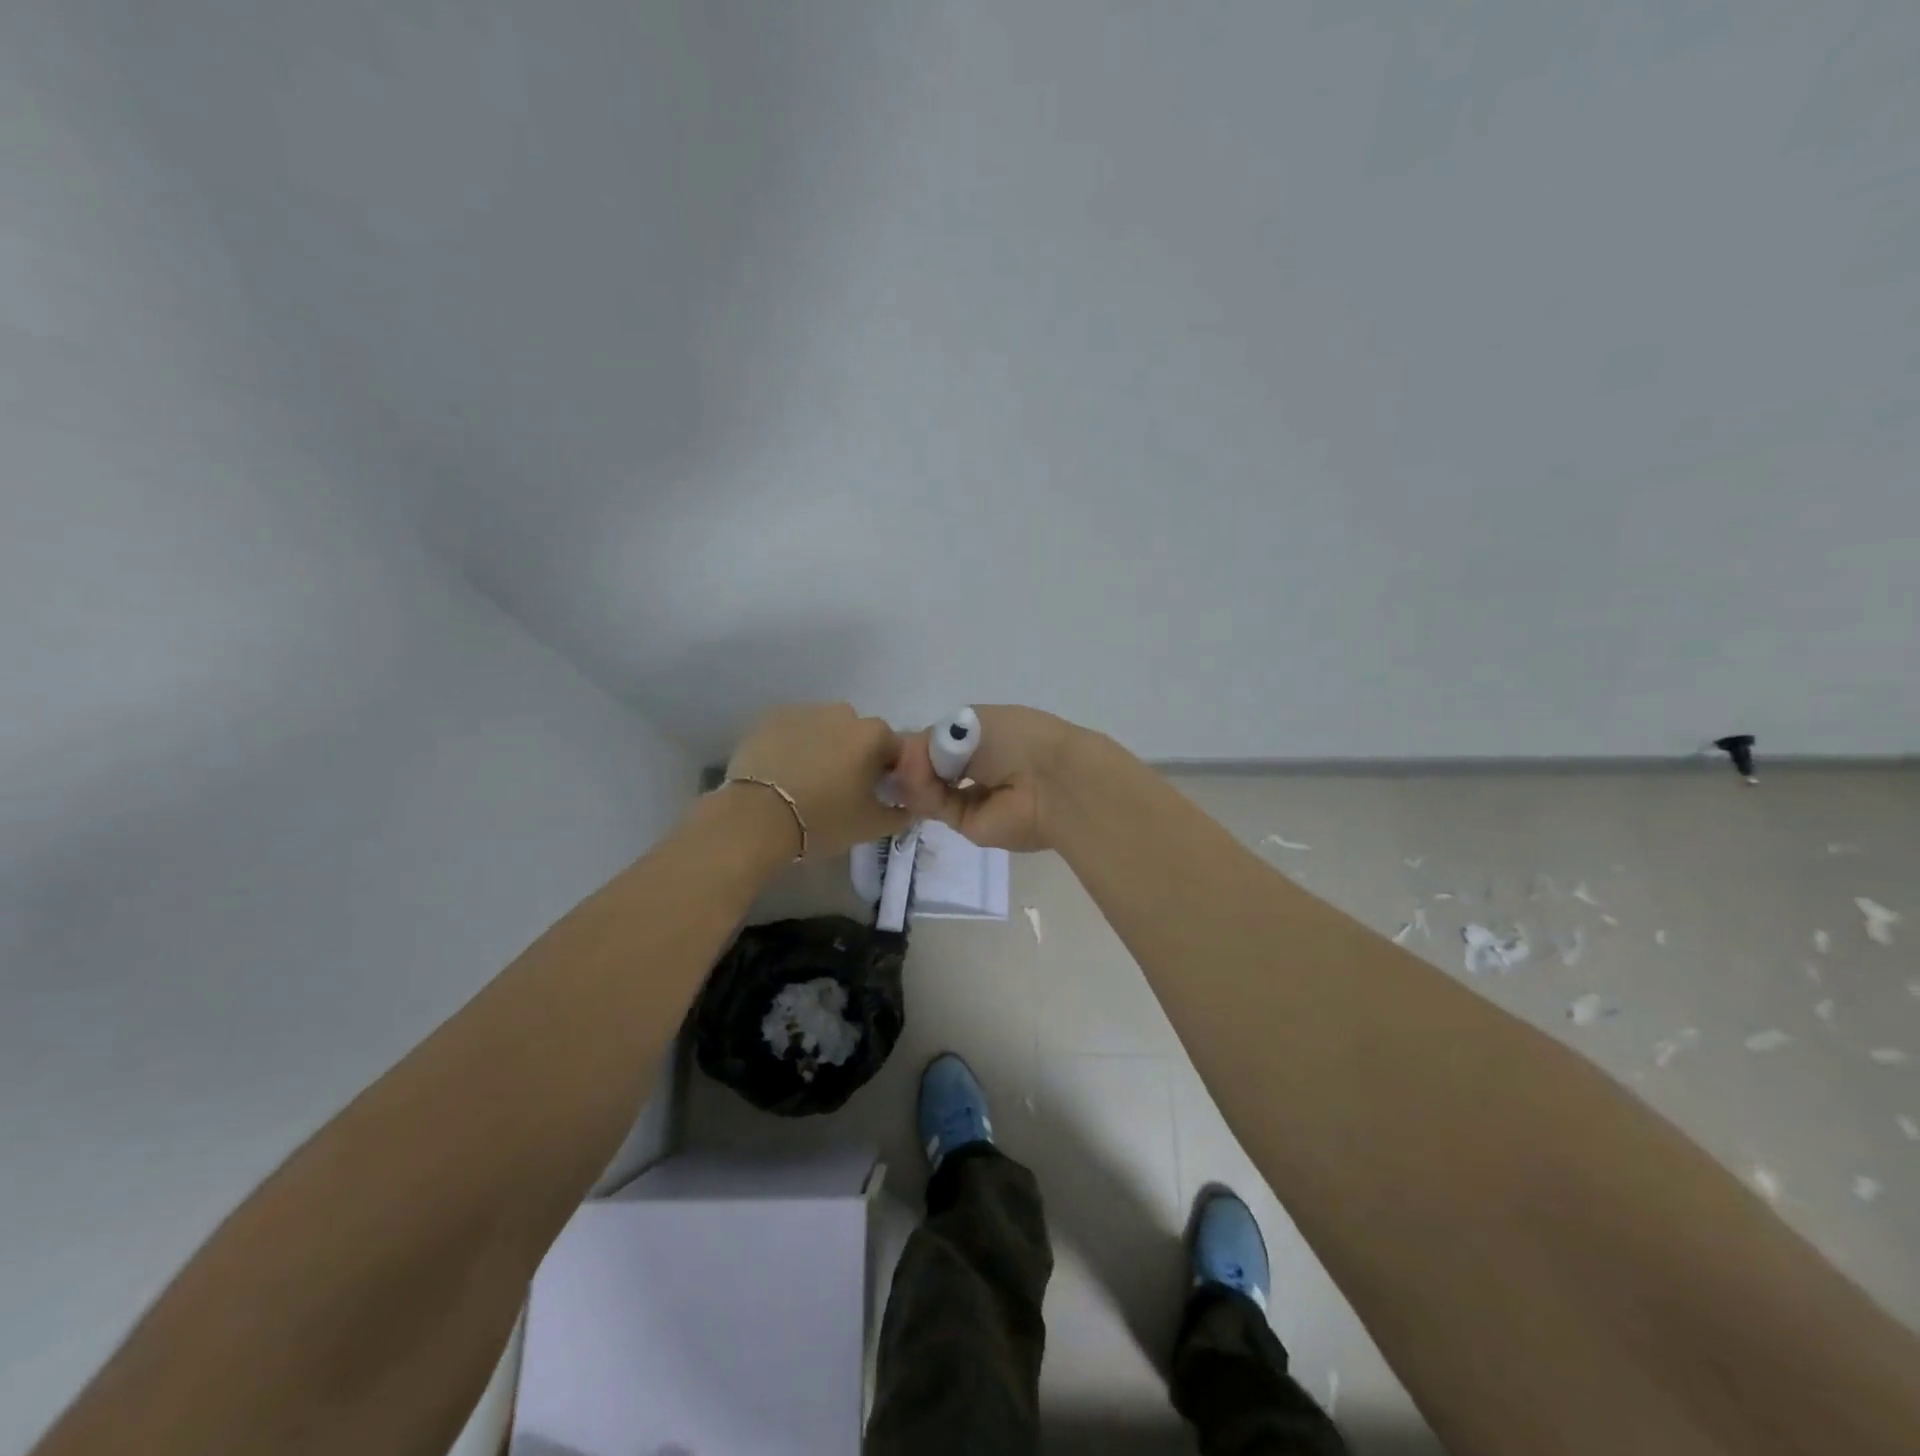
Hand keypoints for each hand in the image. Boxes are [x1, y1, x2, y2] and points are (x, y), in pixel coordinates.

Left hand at [725, 704, 910, 858]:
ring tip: (808, 782)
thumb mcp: (872, 826)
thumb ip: (900, 813)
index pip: (896, 751)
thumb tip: (910, 807)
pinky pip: (794, 731)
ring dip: (824, 749)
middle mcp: (843, 713)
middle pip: (859, 736)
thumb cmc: (823, 819)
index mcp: (874, 734)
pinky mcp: (770, 718)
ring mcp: (804, 711)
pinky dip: (794, 746)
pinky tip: (784, 773)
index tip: (877, 796)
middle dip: (856, 757)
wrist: (756, 818)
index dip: (891, 774)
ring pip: (825, 730)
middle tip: (842, 791)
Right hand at [893, 705, 1081, 851]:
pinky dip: (921, 792)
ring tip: (909, 765)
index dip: (917, 742)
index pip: (939, 742)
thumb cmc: (1017, 737)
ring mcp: (973, 798)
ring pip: (928, 788)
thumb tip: (907, 755)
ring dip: (913, 775)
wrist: (1053, 780)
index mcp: (984, 737)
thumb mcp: (968, 722)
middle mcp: (978, 767)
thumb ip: (933, 739)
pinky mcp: (968, 826)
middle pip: (930, 767)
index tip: (894, 740)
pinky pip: (936, 806)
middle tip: (893, 754)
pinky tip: (916, 778)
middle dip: (910, 760)